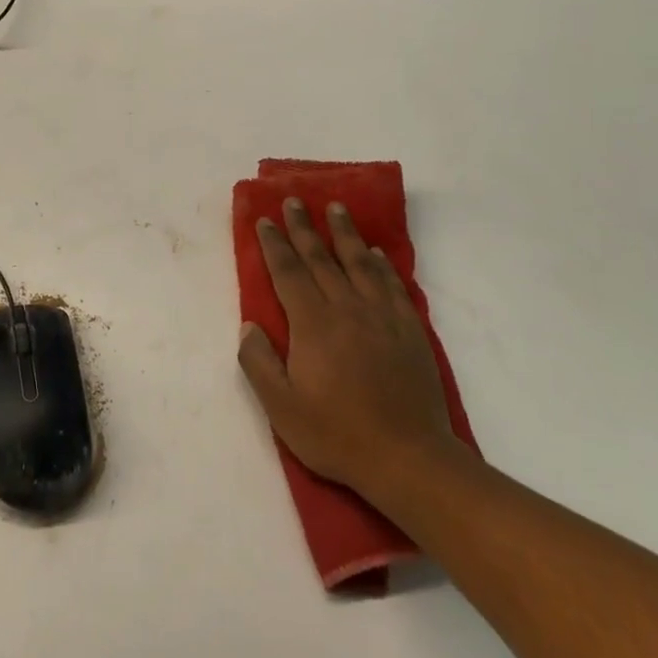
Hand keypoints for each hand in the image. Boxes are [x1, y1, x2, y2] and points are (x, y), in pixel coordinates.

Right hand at [238, 199, 459, 501]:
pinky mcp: (408, 330)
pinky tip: (376, 254)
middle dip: (304, 227)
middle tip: (295, 200)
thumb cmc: (336, 434)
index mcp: (313, 324)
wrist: (408, 457)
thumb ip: (259, 362)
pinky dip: (382, 265)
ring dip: (345, 233)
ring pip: (359, 263)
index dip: (275, 245)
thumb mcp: (281, 407)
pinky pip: (392, 286)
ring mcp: (381, 317)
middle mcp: (347, 309)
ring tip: (336, 208)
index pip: (289, 272)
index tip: (266, 220)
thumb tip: (249, 324)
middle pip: (322, 258)